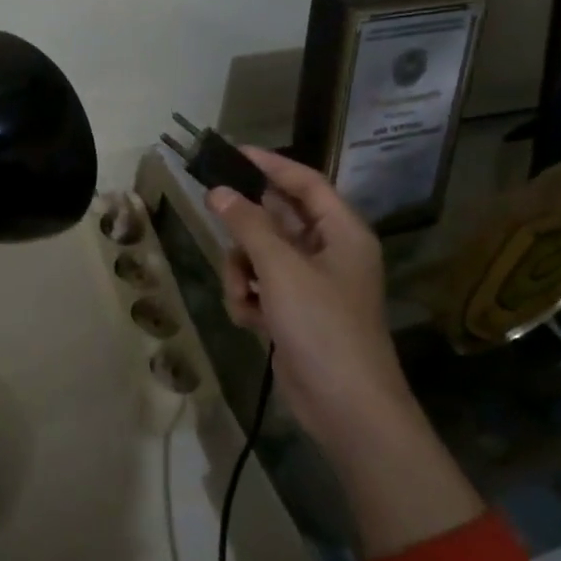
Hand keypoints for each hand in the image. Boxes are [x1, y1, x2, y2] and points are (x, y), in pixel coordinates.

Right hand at [206, 147, 480, 556]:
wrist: (346, 408)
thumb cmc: (322, 326)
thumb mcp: (281, 268)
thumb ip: (248, 225)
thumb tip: (219, 191)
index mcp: (342, 232)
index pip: (304, 182)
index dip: (270, 164)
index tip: (231, 152)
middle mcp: (329, 252)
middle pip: (277, 219)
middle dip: (246, 228)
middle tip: (214, 213)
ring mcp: (311, 285)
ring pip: (260, 255)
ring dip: (242, 271)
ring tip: (243, 294)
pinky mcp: (294, 313)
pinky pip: (260, 287)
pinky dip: (249, 299)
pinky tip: (250, 320)